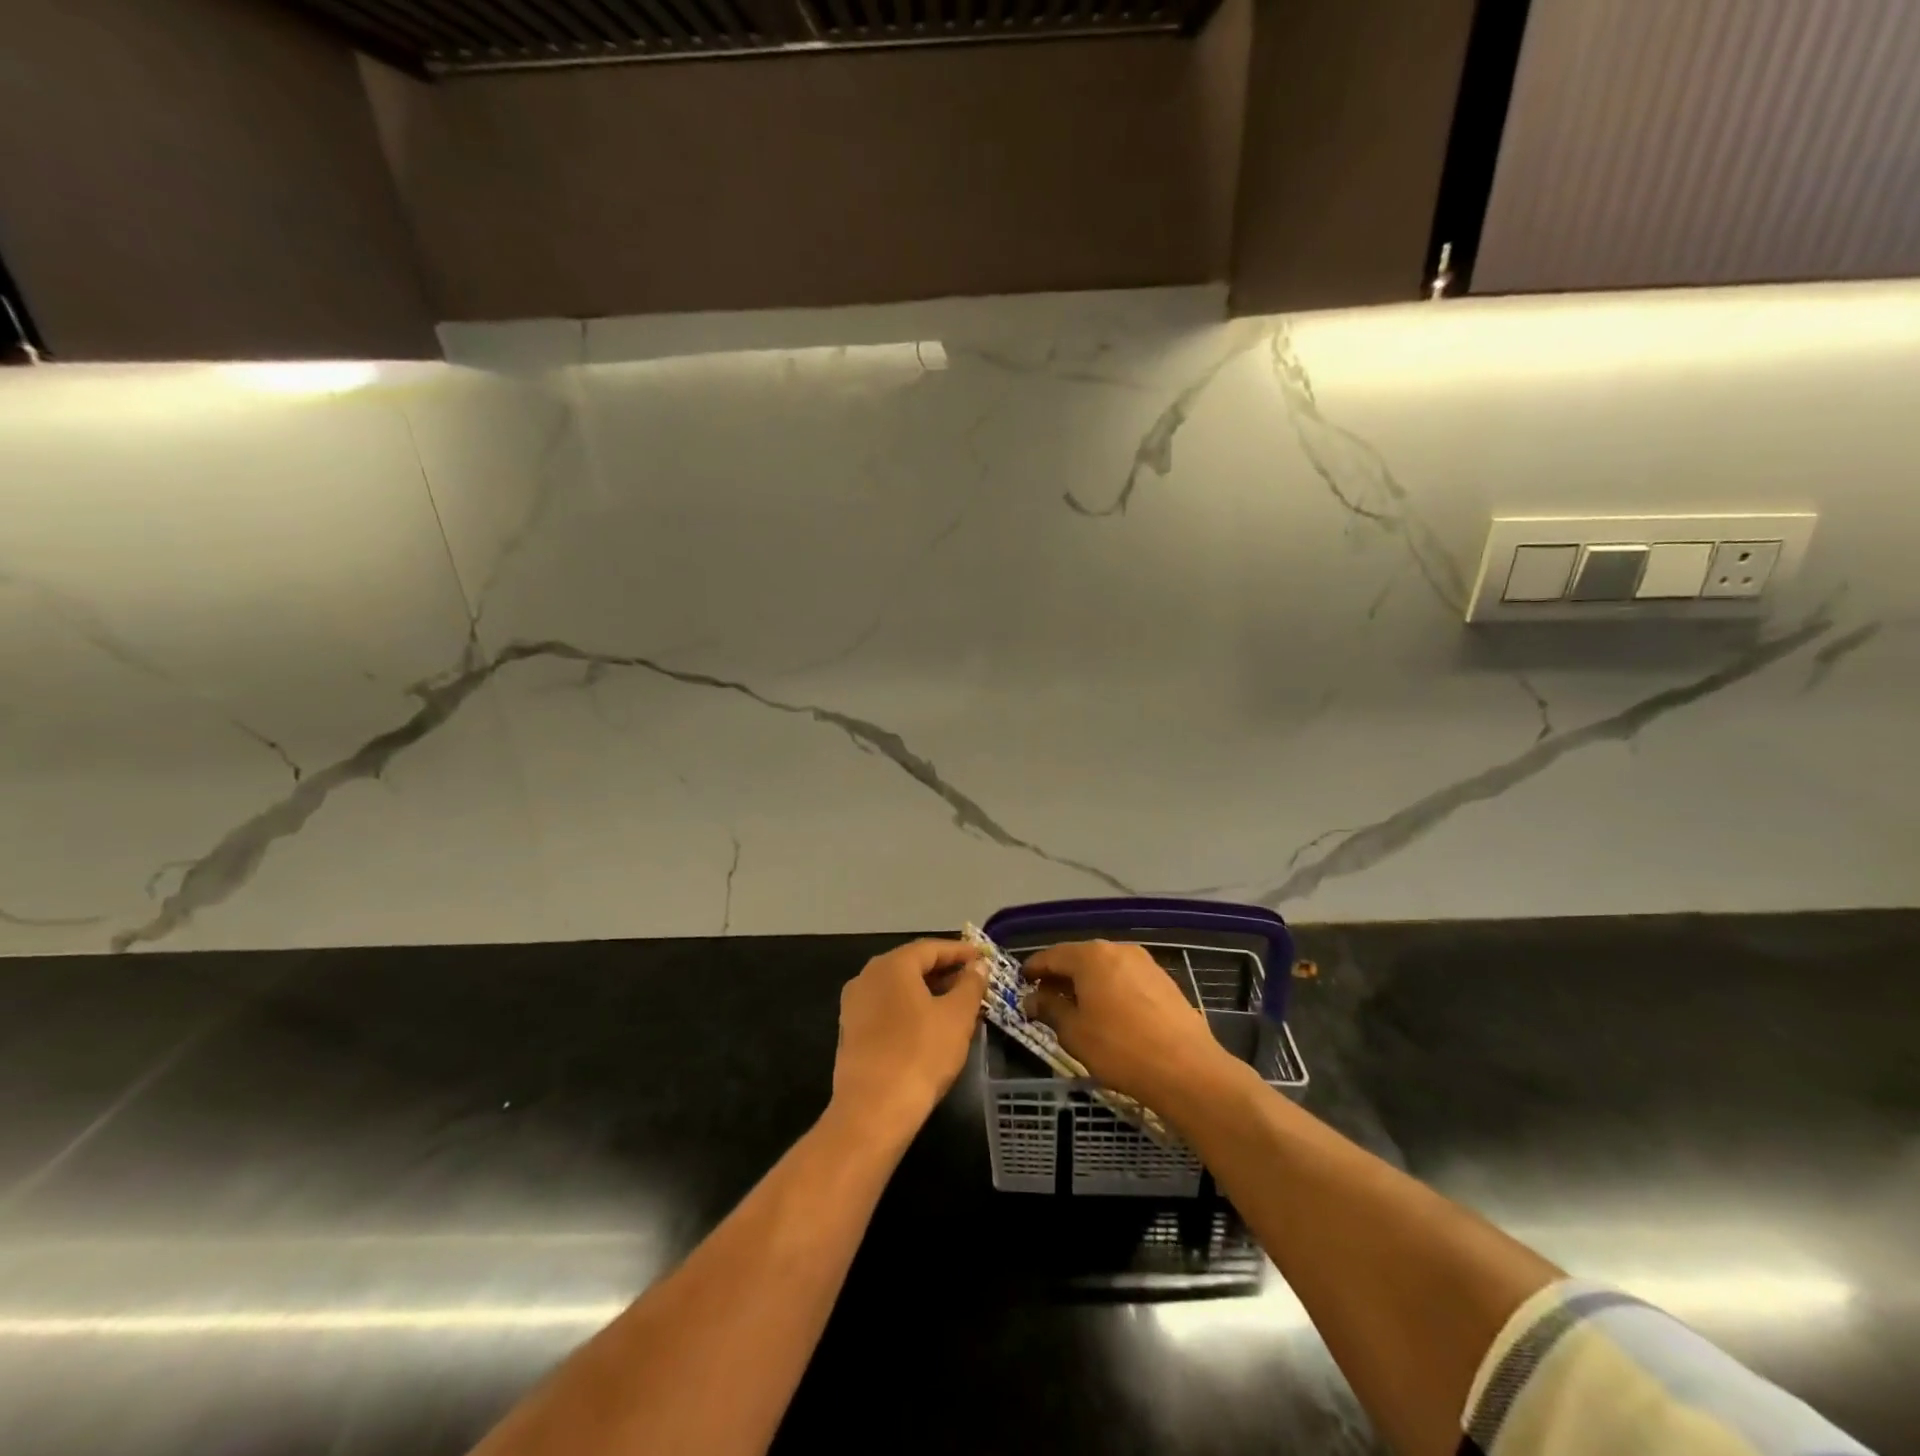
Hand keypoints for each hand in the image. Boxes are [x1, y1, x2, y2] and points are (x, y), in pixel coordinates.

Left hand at [831, 939, 986, 1139]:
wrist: (872, 1111)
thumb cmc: (920, 1055)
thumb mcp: (957, 1017)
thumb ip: (970, 985)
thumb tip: (978, 967)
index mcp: (892, 965)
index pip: (931, 948)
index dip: (960, 952)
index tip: (982, 958)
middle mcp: (867, 976)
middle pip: (912, 965)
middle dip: (944, 971)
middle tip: (973, 981)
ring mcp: (854, 1005)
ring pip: (898, 988)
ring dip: (928, 991)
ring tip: (956, 1004)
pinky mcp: (850, 1032)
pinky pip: (886, 1008)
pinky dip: (910, 1009)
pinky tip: (930, 1026)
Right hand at [1023, 940, 1235, 1112]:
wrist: (1187, 1069)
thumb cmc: (1119, 1048)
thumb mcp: (1074, 1033)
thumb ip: (1050, 1010)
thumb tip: (1033, 998)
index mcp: (1091, 956)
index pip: (1052, 955)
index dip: (1034, 968)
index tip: (1022, 981)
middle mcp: (1118, 949)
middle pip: (1079, 958)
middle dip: (1061, 976)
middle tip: (1045, 997)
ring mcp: (1145, 963)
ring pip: (1105, 967)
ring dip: (1087, 983)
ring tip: (1076, 1008)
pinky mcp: (1164, 981)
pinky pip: (1126, 978)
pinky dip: (1110, 989)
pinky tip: (1108, 1013)